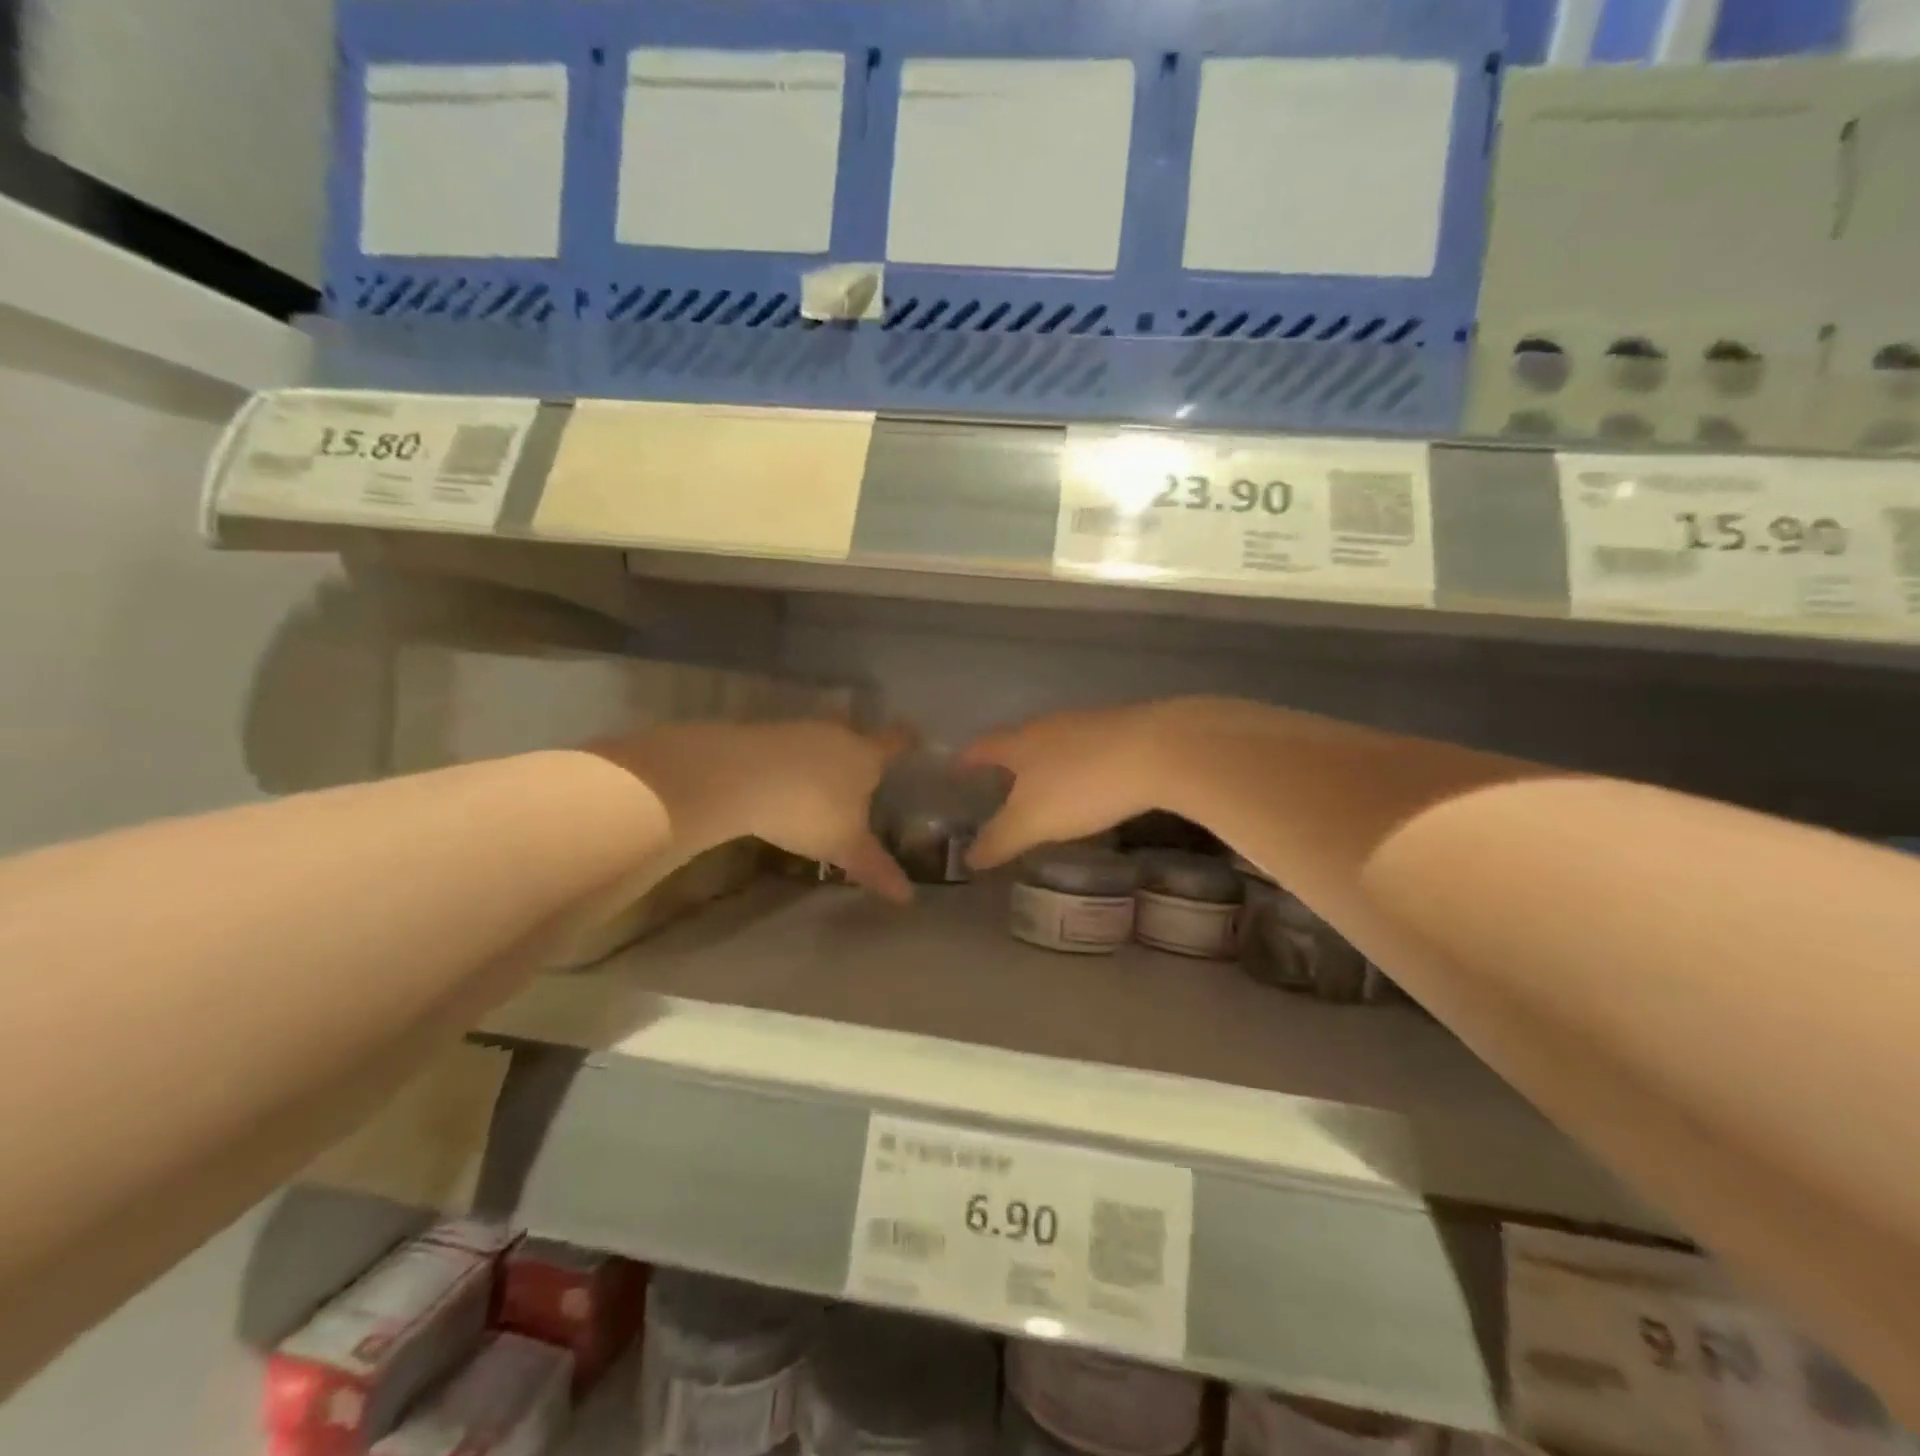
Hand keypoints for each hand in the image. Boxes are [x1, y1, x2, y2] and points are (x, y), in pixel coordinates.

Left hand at [594, 720, 913, 901]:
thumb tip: (908, 897)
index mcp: (866, 755)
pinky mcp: (763, 734)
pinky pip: (787, 748)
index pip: (896, 741)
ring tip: (819, 781)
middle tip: (860, 770)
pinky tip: (781, 783)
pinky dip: (790, 762)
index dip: (907, 741)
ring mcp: (798, 730)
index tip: (914, 738)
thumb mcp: (845, 846)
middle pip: (855, 733)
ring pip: (819, 739)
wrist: (740, 778)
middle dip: (859, 748)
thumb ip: (876, 867)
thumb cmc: (809, 810)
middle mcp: (837, 734)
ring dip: (821, 755)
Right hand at [961, 701, 1187, 868]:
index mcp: (1020, 742)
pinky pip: (1088, 748)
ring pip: (1055, 742)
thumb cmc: (1082, 785)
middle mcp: (1048, 725)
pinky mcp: (1123, 729)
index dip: (967, 760)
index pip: (982, 748)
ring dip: (1046, 763)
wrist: (1158, 751)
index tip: (956, 769)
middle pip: (1019, 740)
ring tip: (1046, 788)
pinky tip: (1092, 784)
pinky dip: (1080, 765)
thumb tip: (969, 858)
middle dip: (1008, 762)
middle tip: (1001, 785)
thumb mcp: (1033, 821)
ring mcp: (1087, 723)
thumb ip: (1000, 839)